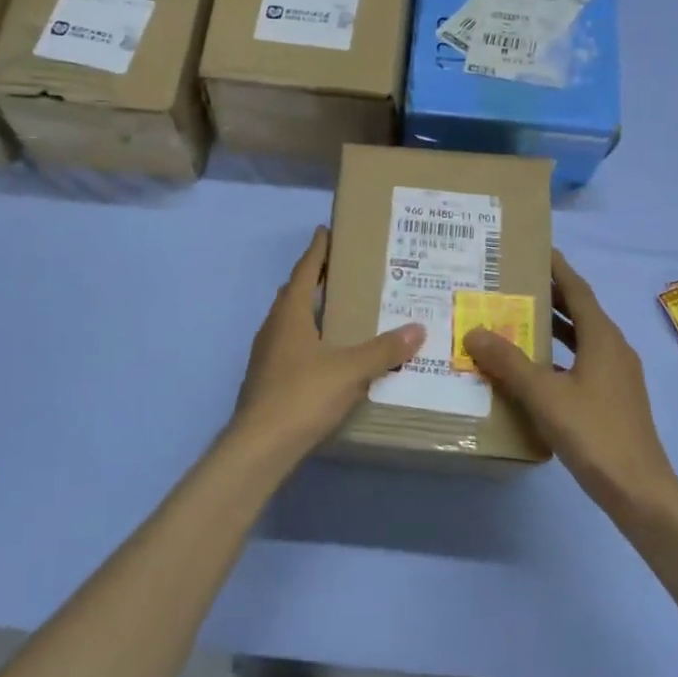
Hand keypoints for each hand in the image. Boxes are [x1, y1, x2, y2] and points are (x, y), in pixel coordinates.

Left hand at [231, 228, 425, 464]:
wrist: (260, 446)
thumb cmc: (303, 396)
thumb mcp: (351, 371)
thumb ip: (384, 350)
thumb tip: (418, 328)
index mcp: (290, 315)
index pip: (304, 272)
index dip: (317, 251)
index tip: (325, 231)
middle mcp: (274, 328)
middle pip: (294, 293)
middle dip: (313, 278)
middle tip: (340, 269)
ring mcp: (266, 355)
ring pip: (290, 321)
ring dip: (310, 310)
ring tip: (338, 310)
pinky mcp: (267, 379)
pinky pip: (290, 346)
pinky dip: (308, 339)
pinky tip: (326, 355)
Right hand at [463, 250, 675, 517]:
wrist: (639, 489)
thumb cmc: (593, 432)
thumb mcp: (544, 395)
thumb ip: (509, 362)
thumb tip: (475, 331)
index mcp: (603, 338)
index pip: (577, 290)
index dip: (557, 268)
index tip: (535, 249)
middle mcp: (613, 349)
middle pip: (580, 311)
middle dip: (549, 295)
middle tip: (513, 282)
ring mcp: (616, 375)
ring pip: (581, 339)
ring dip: (553, 326)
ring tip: (516, 319)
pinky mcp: (613, 398)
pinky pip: (582, 363)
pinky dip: (558, 356)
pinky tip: (533, 370)